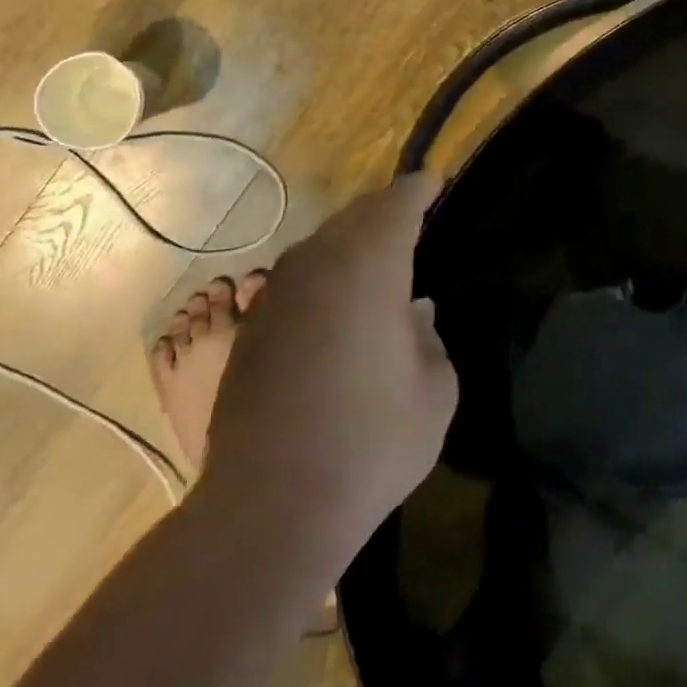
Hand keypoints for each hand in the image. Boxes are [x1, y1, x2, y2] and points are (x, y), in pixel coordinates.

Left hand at [199, 173, 457, 551]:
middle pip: (355, 217)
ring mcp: (276, 296)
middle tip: (410, 216)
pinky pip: (297, 280)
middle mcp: (318, 265)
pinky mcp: (252, 331)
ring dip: (350, 243)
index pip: (398, 205)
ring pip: (321, 246)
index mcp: (370, 266)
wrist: (270, 505)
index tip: (434, 181)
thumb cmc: (371, 442)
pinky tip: (336, 306)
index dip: (419, 189)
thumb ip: (429, 339)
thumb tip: (412, 314)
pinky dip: (324, 276)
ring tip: (376, 259)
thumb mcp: (434, 392)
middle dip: (384, 211)